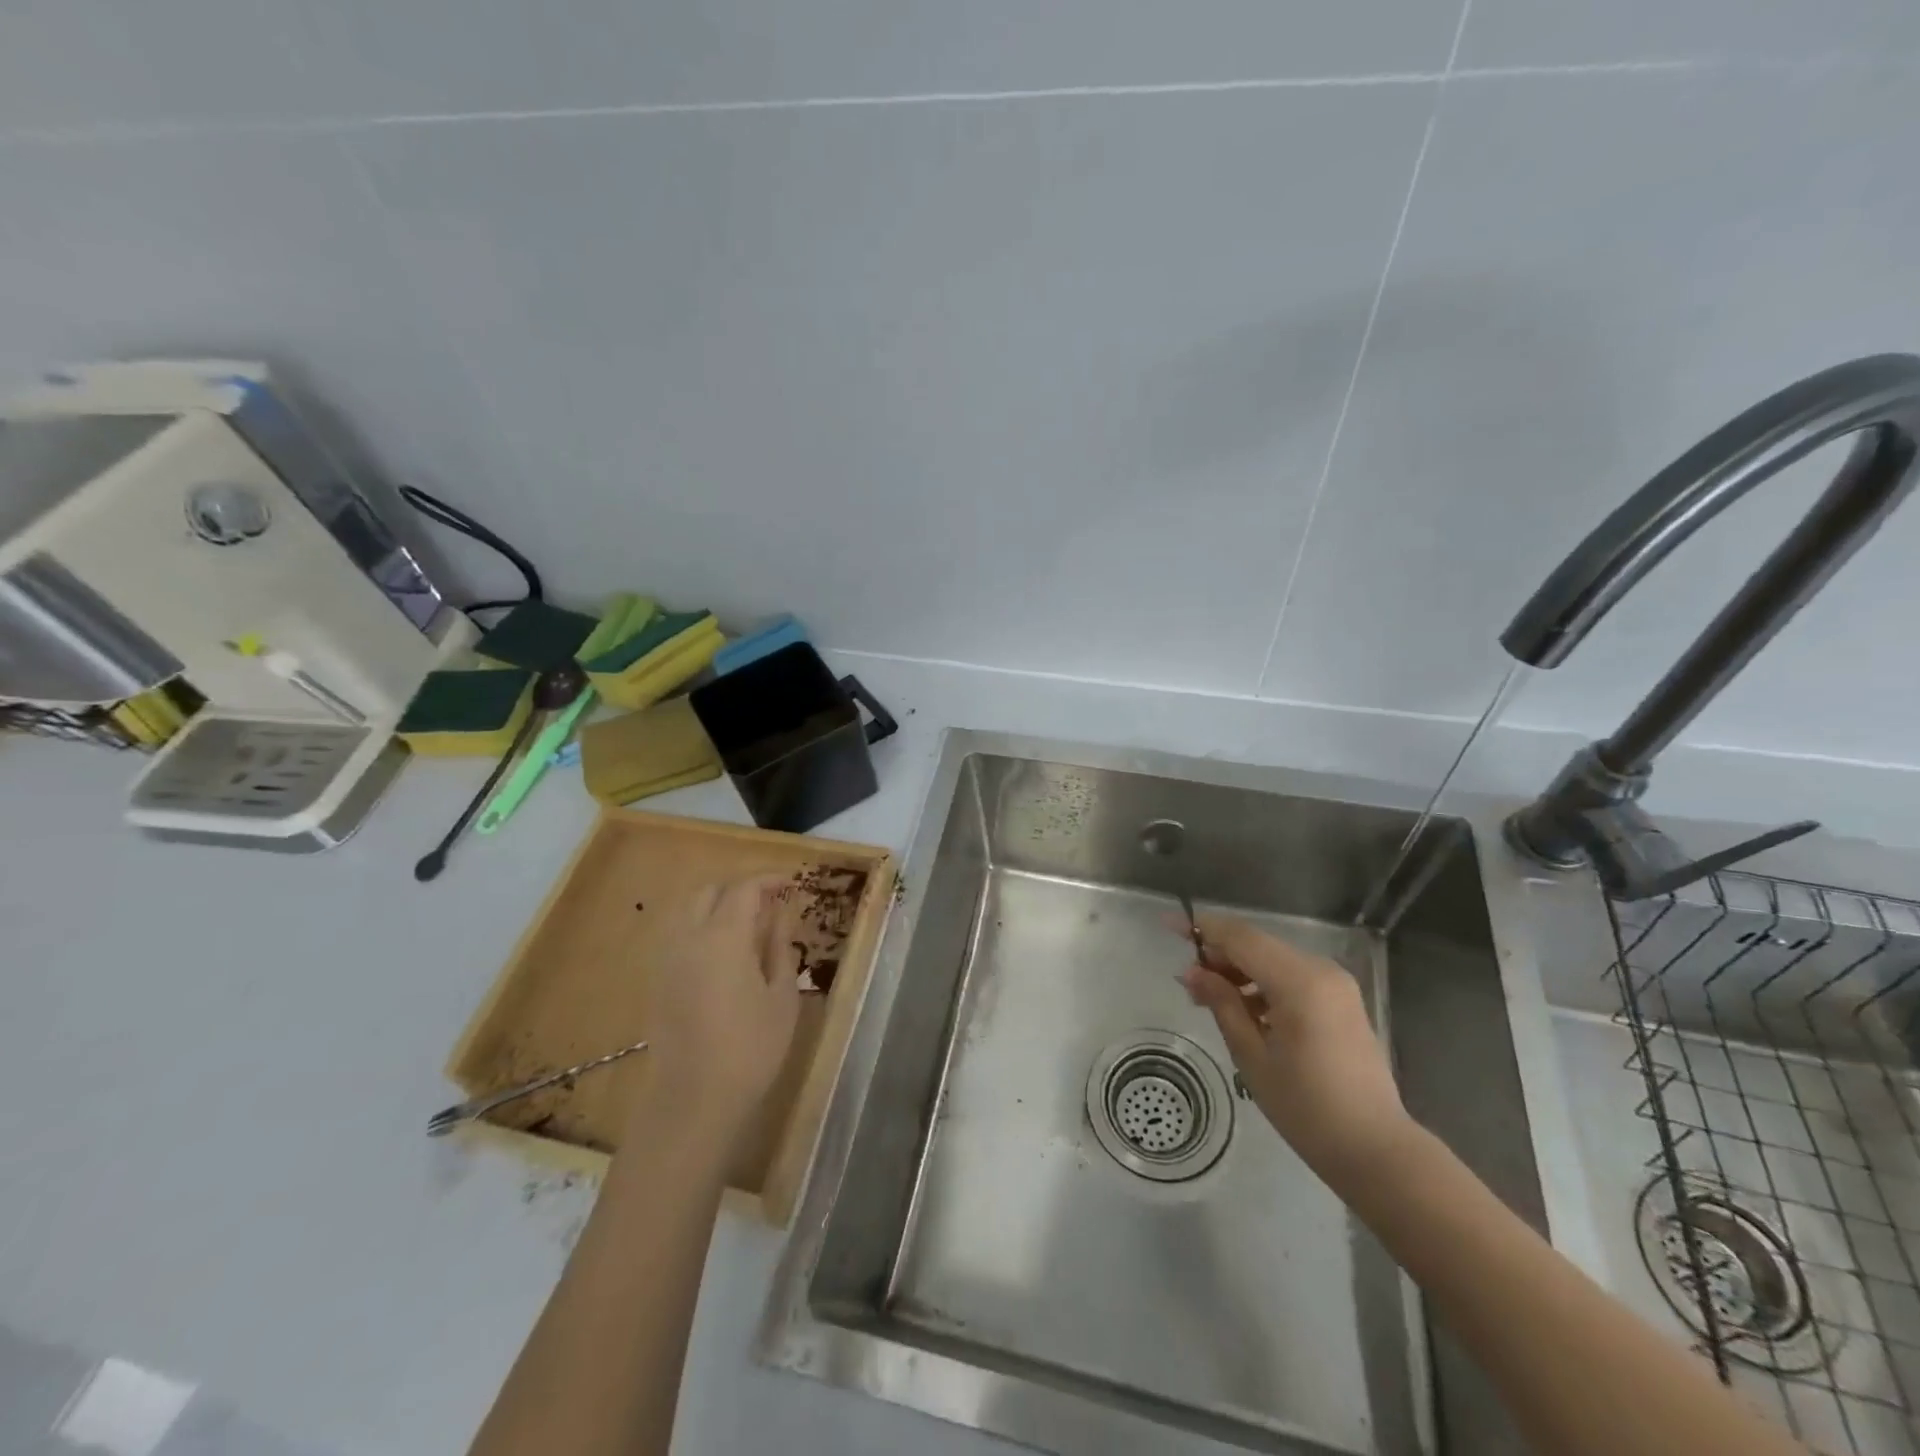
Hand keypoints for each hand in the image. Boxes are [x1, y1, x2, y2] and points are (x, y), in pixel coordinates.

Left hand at [642, 875, 801, 1137]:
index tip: (791, 882)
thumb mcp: (781, 997)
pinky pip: (678, 936)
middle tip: (769, 904)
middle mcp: (688, 937)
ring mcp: (667, 959)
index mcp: (723, 936)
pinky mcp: (657, 982)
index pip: (745, 888)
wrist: (693, 1100)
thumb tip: (781, 916)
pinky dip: (701, 929)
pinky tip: (723, 954)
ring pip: (688, 912)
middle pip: (709, 892)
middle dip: (739, 889)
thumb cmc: (751, 1048)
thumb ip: (780, 948)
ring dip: (717, 907)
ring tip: (747, 927)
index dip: (769, 879)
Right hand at [1180, 913, 1411, 1177]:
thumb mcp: (1252, 1056)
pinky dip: (1262, 984)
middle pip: (1257, 944)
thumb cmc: (1307, 1107)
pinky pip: (1291, 977)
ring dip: (1239, 970)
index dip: (1202, 928)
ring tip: (1207, 998)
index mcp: (1299, 981)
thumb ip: (1221, 1004)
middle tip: (1186, 979)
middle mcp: (1320, 971)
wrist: (1375, 1150)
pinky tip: (1241, 1009)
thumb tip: (1191, 972)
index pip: (1241, 938)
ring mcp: (1335, 984)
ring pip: (1273, 959)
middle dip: (1218, 953)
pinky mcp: (1340, 1000)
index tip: (1168, 924)